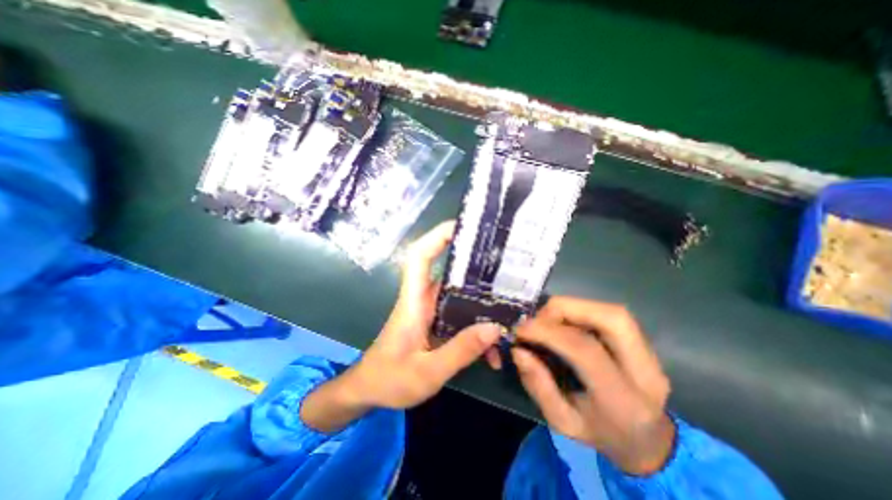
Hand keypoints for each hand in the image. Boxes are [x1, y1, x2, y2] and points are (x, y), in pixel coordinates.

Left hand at [301, 222, 499, 430]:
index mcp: (414, 301)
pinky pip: (461, 317)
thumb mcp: (427, 372)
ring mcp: (432, 311)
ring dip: (483, 304)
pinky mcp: (437, 323)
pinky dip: (476, 330)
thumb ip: (460, 351)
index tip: (463, 227)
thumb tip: (495, 329)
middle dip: (475, 265)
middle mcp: (424, 299)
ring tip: (510, 311)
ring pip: (460, 296)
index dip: (437, 236)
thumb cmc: (390, 379)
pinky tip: (492, 352)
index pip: (420, 256)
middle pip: (449, 271)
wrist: (370, 390)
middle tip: (507, 267)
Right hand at [513, 297, 672, 475]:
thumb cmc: (600, 433)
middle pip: (610, 319)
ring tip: (547, 320)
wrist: (647, 441)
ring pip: (611, 311)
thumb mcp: (562, 422)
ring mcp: (649, 354)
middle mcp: (645, 372)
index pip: (586, 350)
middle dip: (565, 310)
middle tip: (537, 319)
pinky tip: (563, 322)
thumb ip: (539, 386)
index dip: (548, 332)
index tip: (520, 330)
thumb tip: (519, 351)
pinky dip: (579, 311)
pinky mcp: (643, 342)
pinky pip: (609, 314)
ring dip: (572, 308)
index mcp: (624, 401)